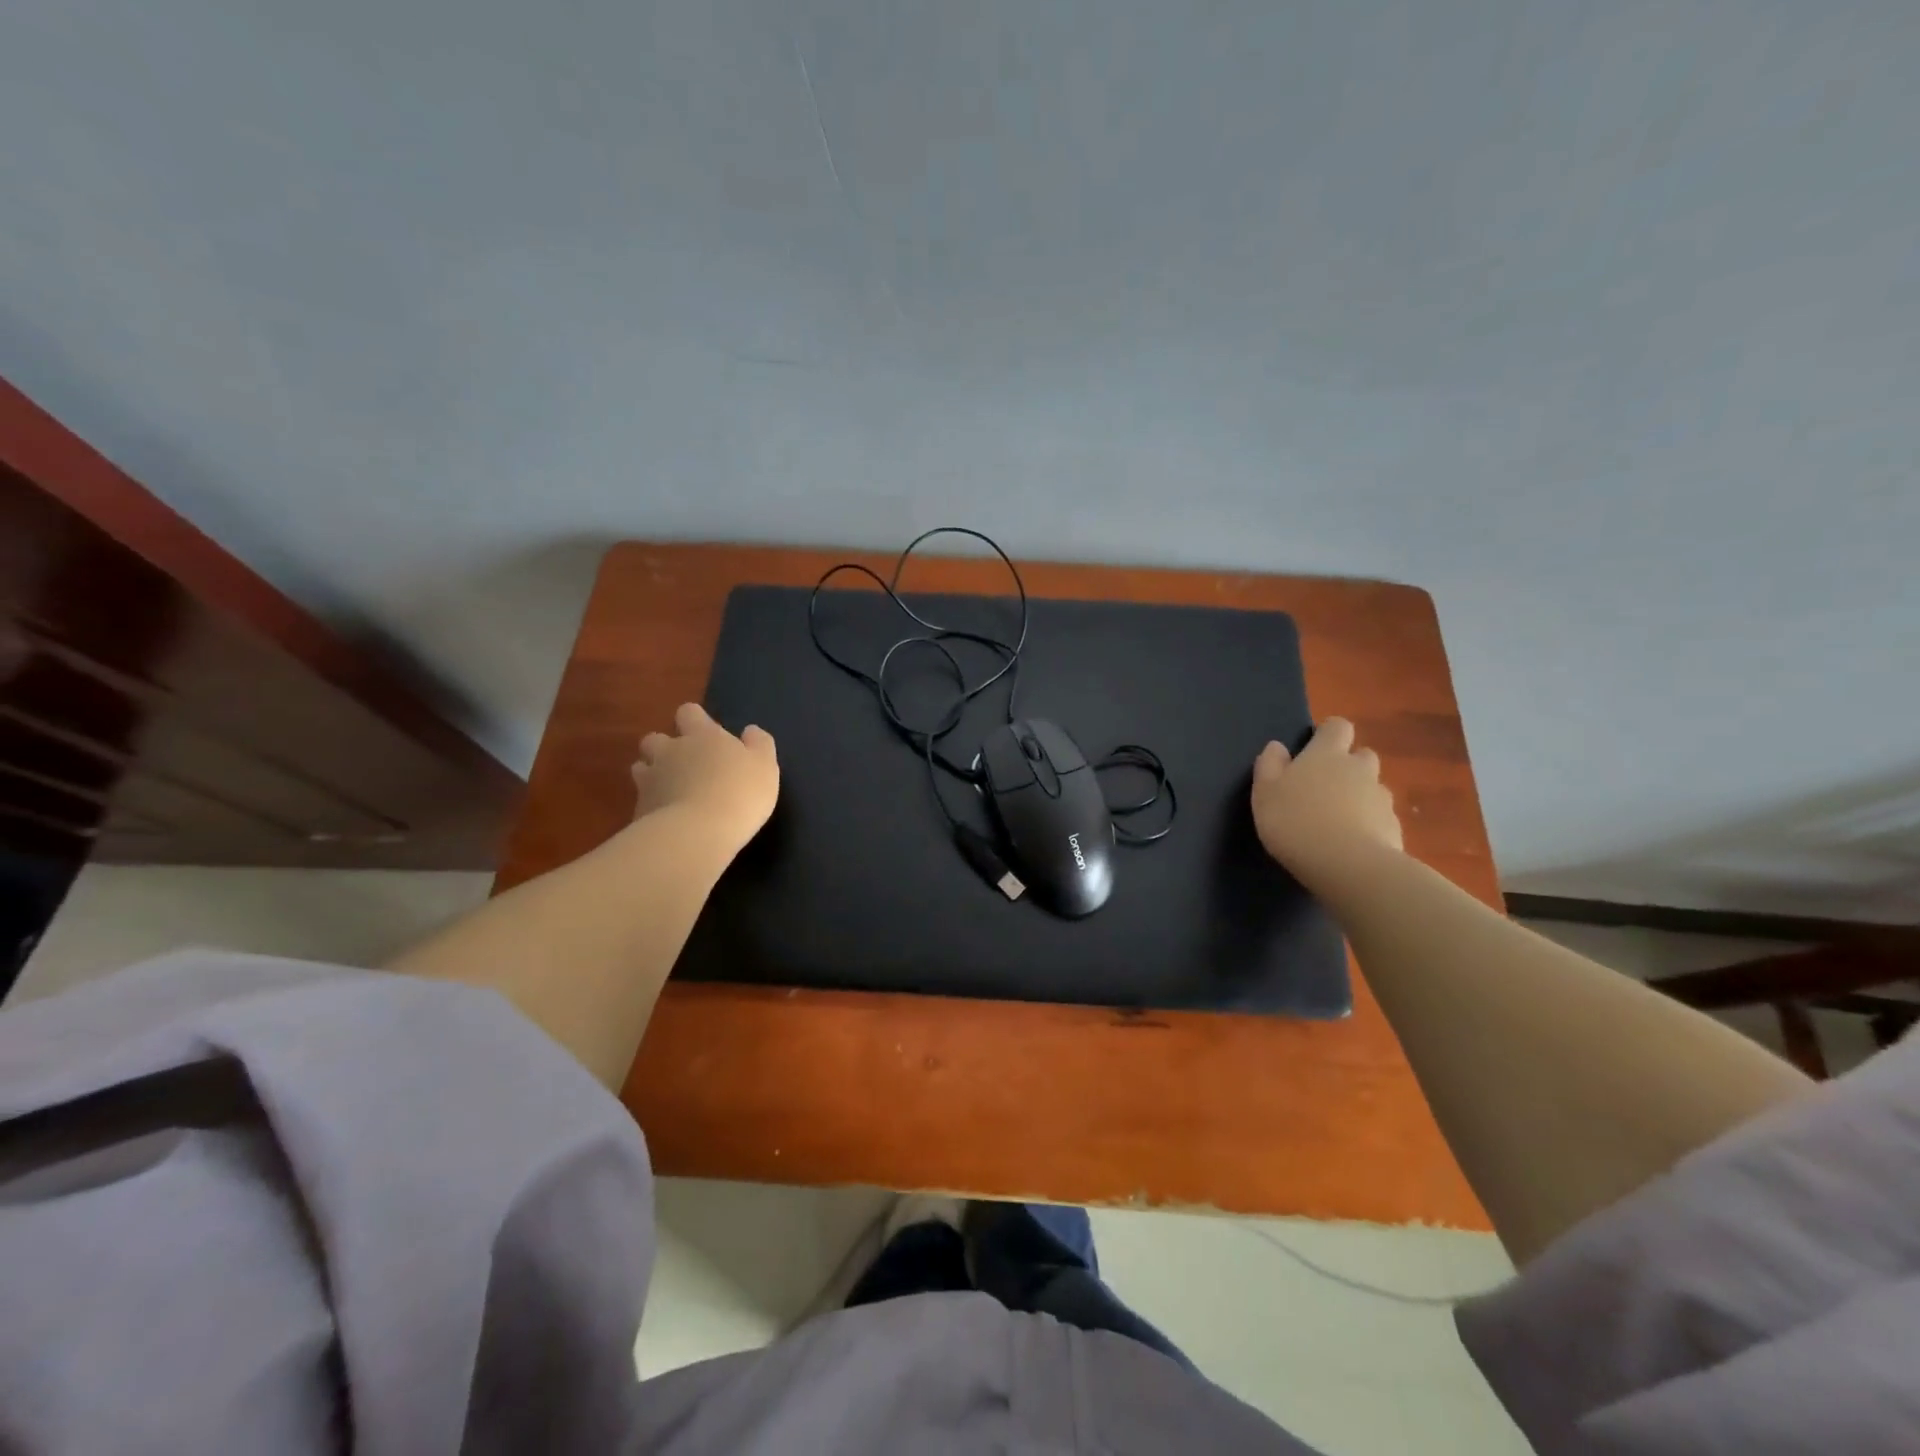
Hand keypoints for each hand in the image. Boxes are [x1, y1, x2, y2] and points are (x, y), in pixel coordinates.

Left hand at [631, 703, 778, 850]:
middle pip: (655, 738)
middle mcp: (670, 751)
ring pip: (641, 767)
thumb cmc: (739, 793)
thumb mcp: (765, 766)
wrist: (697, 834)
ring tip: (671, 790)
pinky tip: (666, 818)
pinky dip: (651, 804)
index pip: (689, 712)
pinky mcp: (639, 808)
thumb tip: (750, 731)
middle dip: (665, 747)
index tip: (707, 734)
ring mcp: (650, 779)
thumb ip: (758, 744)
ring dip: (653, 774)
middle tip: (685, 765)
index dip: (695, 720)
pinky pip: (641, 799)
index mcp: (702, 735)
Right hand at [1250, 717, 1402, 879]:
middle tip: (1325, 787)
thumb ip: (1270, 765)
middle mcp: (1359, 769)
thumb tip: (1277, 747)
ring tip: (1338, 820)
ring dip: (1360, 796)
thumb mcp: (1265, 792)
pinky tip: (1351, 844)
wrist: (1347, 865)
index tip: (1315, 747)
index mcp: (1326, 754)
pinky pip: (1381, 818)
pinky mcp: (1394, 828)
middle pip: (1362, 755)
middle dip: (1349, 766)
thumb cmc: (1295, 821)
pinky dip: (1369, 825)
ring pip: (1373, 788)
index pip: (1338, 727)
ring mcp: (1381, 798)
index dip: (1328, 733)